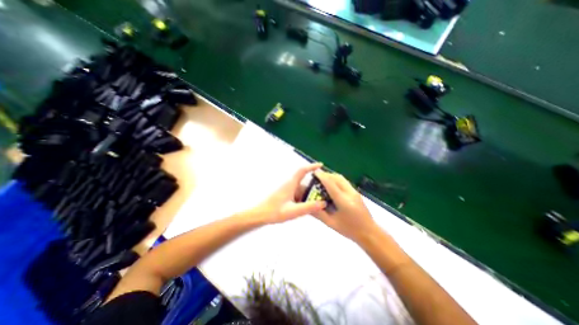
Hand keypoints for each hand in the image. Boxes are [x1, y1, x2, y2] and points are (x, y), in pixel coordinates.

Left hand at [252, 164, 326, 224]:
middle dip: (315, 186)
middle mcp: (290, 185)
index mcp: (291, 184)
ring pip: (302, 190)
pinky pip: (298, 195)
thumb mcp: (293, 211)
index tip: (321, 165)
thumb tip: (323, 203)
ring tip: (320, 201)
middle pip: (304, 182)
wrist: (260, 215)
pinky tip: (309, 207)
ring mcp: (288, 191)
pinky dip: (304, 199)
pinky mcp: (286, 196)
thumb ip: (308, 207)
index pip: (302, 171)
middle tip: (326, 192)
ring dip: (310, 194)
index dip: (311, 166)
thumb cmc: (274, 212)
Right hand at [315, 172, 378, 241]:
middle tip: (317, 175)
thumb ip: (319, 214)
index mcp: (343, 201)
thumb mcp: (331, 223)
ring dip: (331, 175)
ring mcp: (354, 191)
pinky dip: (336, 179)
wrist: (369, 232)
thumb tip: (309, 205)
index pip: (331, 184)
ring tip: (323, 178)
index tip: (314, 172)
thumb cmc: (349, 229)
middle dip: (326, 174)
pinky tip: (332, 183)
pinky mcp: (356, 192)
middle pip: (336, 178)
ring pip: (341, 178)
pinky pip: (344, 181)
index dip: (322, 177)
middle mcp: (349, 193)